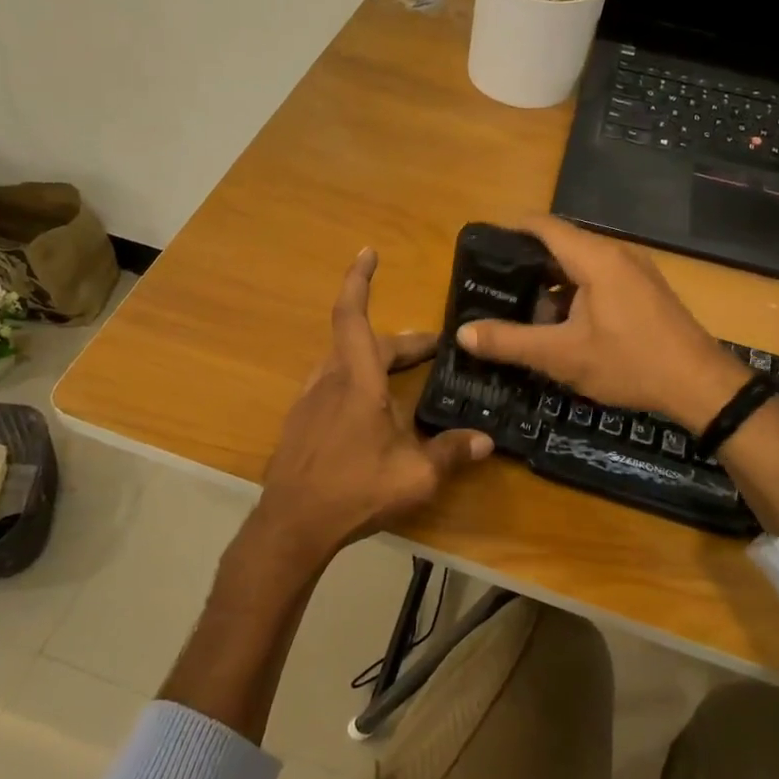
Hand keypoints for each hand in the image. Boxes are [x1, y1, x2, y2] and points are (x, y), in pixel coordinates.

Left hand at [256, 248, 492, 565]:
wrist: (291, 525)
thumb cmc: (354, 490)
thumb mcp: (415, 476)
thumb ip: (451, 454)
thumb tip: (486, 441)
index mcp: (356, 381)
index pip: (353, 316)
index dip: (359, 281)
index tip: (367, 253)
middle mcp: (329, 380)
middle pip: (363, 343)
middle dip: (401, 342)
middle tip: (433, 350)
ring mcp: (309, 401)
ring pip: (345, 363)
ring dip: (376, 361)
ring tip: (404, 378)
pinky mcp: (299, 423)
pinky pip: (332, 386)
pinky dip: (356, 382)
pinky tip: (372, 414)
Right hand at [457, 216, 748, 432]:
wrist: (701, 385)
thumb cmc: (629, 362)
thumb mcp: (561, 356)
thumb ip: (510, 342)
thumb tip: (463, 333)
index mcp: (594, 258)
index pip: (543, 225)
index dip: (509, 231)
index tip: (481, 248)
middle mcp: (616, 253)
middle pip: (561, 244)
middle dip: (526, 264)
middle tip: (494, 287)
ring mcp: (635, 271)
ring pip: (581, 265)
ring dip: (551, 284)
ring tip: (522, 311)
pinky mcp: (645, 290)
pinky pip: (600, 278)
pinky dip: (575, 293)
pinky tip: (563, 325)